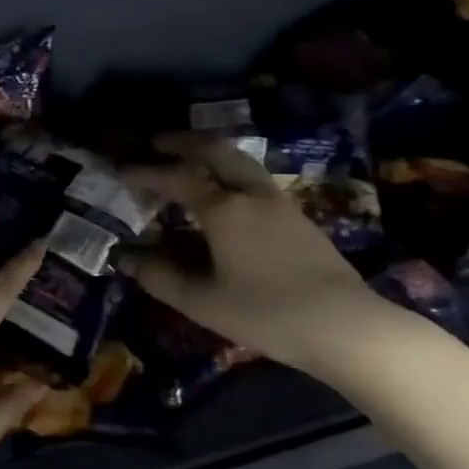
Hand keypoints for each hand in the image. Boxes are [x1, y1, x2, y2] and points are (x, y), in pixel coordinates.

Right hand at [124, 134, 392, 372]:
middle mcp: (251, 195)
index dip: (147, 171)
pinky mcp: (299, 218)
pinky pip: (255, 179)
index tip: (122, 168)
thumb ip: (160, 277)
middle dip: (183, 142)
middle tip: (157, 142)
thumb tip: (125, 258)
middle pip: (216, 152)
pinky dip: (230, 172)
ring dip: (211, 153)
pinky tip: (227, 193)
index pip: (177, 178)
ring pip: (241, 161)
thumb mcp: (203, 302)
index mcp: (224, 210)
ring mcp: (280, 203)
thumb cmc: (266, 313)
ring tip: (190, 159)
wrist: (346, 326)